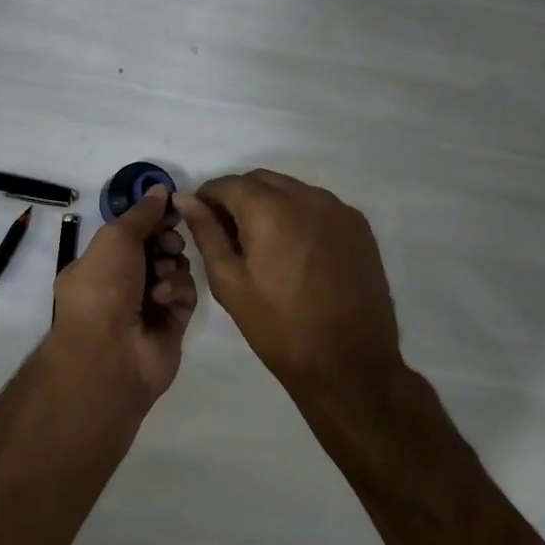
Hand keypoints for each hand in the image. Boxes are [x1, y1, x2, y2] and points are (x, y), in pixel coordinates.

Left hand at [48, 187, 196, 404]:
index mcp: (99, 262)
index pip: (131, 232)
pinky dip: (177, 290)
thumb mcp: (116, 238)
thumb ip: (142, 213)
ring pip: (175, 269)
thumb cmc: (103, 286)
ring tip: (162, 273)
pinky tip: (164, 297)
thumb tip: (159, 189)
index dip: (152, 218)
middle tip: (167, 243)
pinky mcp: (173, 324)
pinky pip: (185, 294)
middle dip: (166, 239)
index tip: (172, 206)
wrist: (110, 351)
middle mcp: (122, 282)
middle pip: (157, 248)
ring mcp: (148, 304)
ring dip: (171, 265)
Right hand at [175, 170, 402, 402]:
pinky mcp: (359, 227)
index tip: (200, 220)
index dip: (207, 197)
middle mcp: (307, 198)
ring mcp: (338, 210)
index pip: (227, 183)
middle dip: (238, 197)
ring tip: (262, 243)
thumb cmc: (278, 327)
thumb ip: (206, 232)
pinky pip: (318, 204)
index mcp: (270, 210)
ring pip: (291, 189)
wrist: (349, 365)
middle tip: (228, 234)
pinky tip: (294, 249)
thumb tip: (184, 199)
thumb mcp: (229, 281)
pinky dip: (298, 214)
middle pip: (260, 180)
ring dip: (269, 203)